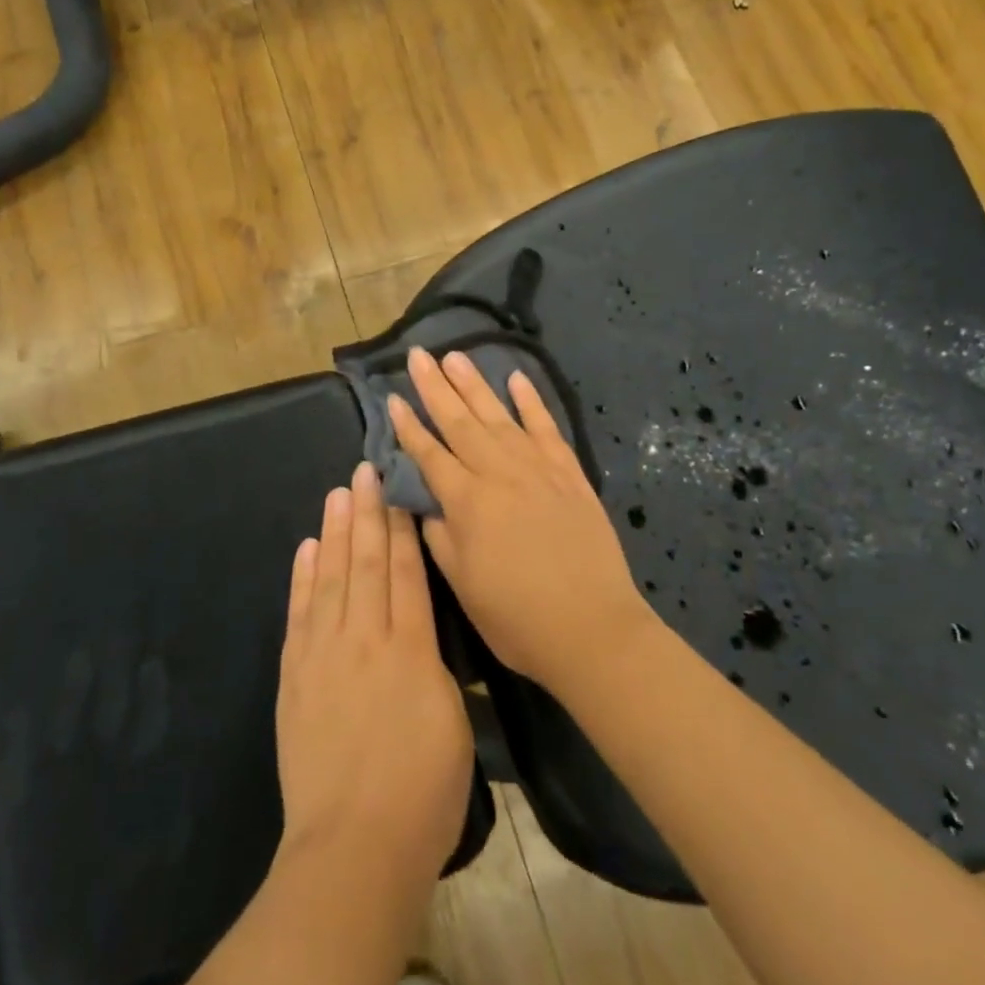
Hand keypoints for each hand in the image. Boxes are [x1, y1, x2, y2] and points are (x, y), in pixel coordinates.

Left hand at [275, 462, 473, 897]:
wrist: (354, 849)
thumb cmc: (423, 793)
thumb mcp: (453, 724)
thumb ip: (435, 669)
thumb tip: (421, 637)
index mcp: (411, 648)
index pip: (406, 571)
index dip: (401, 527)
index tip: (397, 489)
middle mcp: (366, 638)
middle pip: (366, 562)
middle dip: (367, 513)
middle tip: (364, 470)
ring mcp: (324, 655)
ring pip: (331, 578)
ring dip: (335, 532)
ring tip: (338, 493)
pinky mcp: (295, 677)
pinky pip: (300, 614)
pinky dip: (303, 578)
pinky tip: (307, 549)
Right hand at [388, 347, 659, 692]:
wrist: (592, 629)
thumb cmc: (517, 618)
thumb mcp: (462, 584)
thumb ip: (438, 536)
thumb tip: (424, 501)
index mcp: (467, 502)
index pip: (429, 453)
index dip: (408, 425)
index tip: (392, 397)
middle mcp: (499, 474)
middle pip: (460, 422)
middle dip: (436, 387)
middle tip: (419, 355)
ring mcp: (538, 469)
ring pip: (499, 416)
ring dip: (475, 384)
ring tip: (455, 356)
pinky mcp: (569, 473)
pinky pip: (547, 428)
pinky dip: (531, 402)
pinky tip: (517, 379)